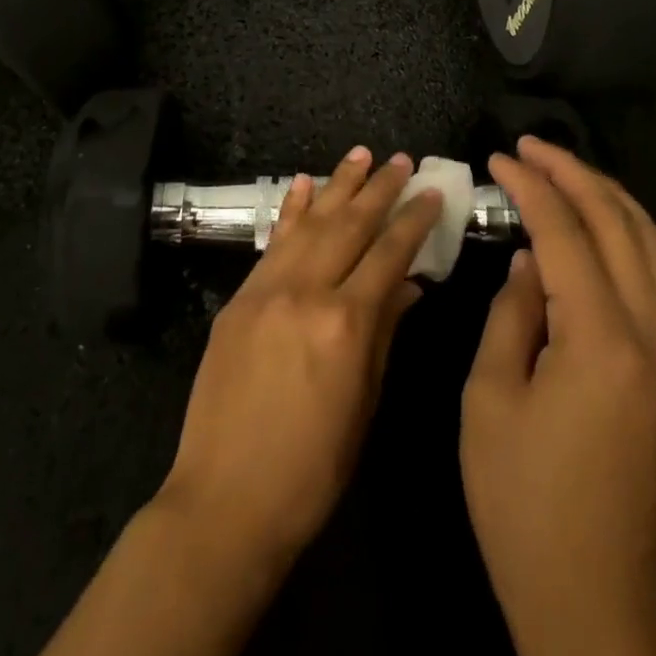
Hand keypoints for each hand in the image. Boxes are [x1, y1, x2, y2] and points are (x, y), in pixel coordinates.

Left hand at [154, 146, 443, 567]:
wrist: (225, 500)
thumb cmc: (311, 469)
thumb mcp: (363, 404)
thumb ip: (385, 334)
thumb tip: (410, 286)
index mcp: (346, 323)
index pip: (388, 254)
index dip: (412, 221)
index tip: (430, 192)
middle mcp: (306, 292)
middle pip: (350, 226)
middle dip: (379, 189)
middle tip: (399, 160)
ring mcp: (266, 290)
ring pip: (310, 223)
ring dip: (337, 185)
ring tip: (360, 154)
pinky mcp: (238, 298)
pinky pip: (272, 242)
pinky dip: (290, 210)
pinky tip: (302, 183)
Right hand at [461, 138, 655, 655]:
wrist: (594, 600)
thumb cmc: (522, 502)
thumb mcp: (490, 399)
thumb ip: (512, 316)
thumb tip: (529, 263)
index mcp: (600, 343)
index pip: (566, 234)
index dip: (531, 187)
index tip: (498, 157)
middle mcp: (650, 338)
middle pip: (621, 226)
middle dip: (575, 174)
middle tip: (531, 146)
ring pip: (652, 247)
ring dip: (608, 198)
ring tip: (564, 171)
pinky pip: (654, 281)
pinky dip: (623, 236)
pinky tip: (590, 230)